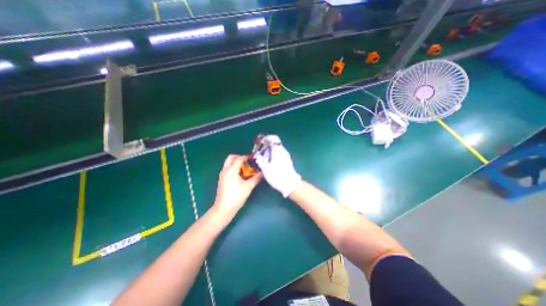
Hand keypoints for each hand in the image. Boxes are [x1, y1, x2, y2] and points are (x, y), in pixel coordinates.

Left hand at [213, 157, 261, 218]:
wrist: (223, 208)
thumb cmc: (236, 196)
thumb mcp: (248, 187)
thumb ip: (256, 178)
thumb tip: (263, 172)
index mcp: (231, 170)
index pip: (239, 159)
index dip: (246, 157)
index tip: (253, 159)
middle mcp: (225, 170)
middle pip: (231, 158)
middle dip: (239, 157)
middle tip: (247, 162)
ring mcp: (222, 175)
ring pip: (228, 163)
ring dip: (236, 163)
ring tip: (245, 168)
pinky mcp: (222, 179)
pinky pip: (227, 169)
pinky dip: (233, 168)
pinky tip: (240, 175)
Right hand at [254, 134, 299, 196]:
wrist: (290, 184)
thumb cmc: (277, 176)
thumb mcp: (266, 169)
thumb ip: (261, 160)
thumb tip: (258, 155)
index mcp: (278, 150)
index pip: (274, 138)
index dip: (266, 138)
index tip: (260, 142)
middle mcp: (283, 151)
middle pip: (275, 143)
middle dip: (266, 145)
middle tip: (259, 151)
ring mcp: (286, 156)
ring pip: (277, 149)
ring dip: (269, 151)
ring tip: (262, 157)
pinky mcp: (287, 161)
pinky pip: (279, 154)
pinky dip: (273, 155)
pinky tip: (269, 162)